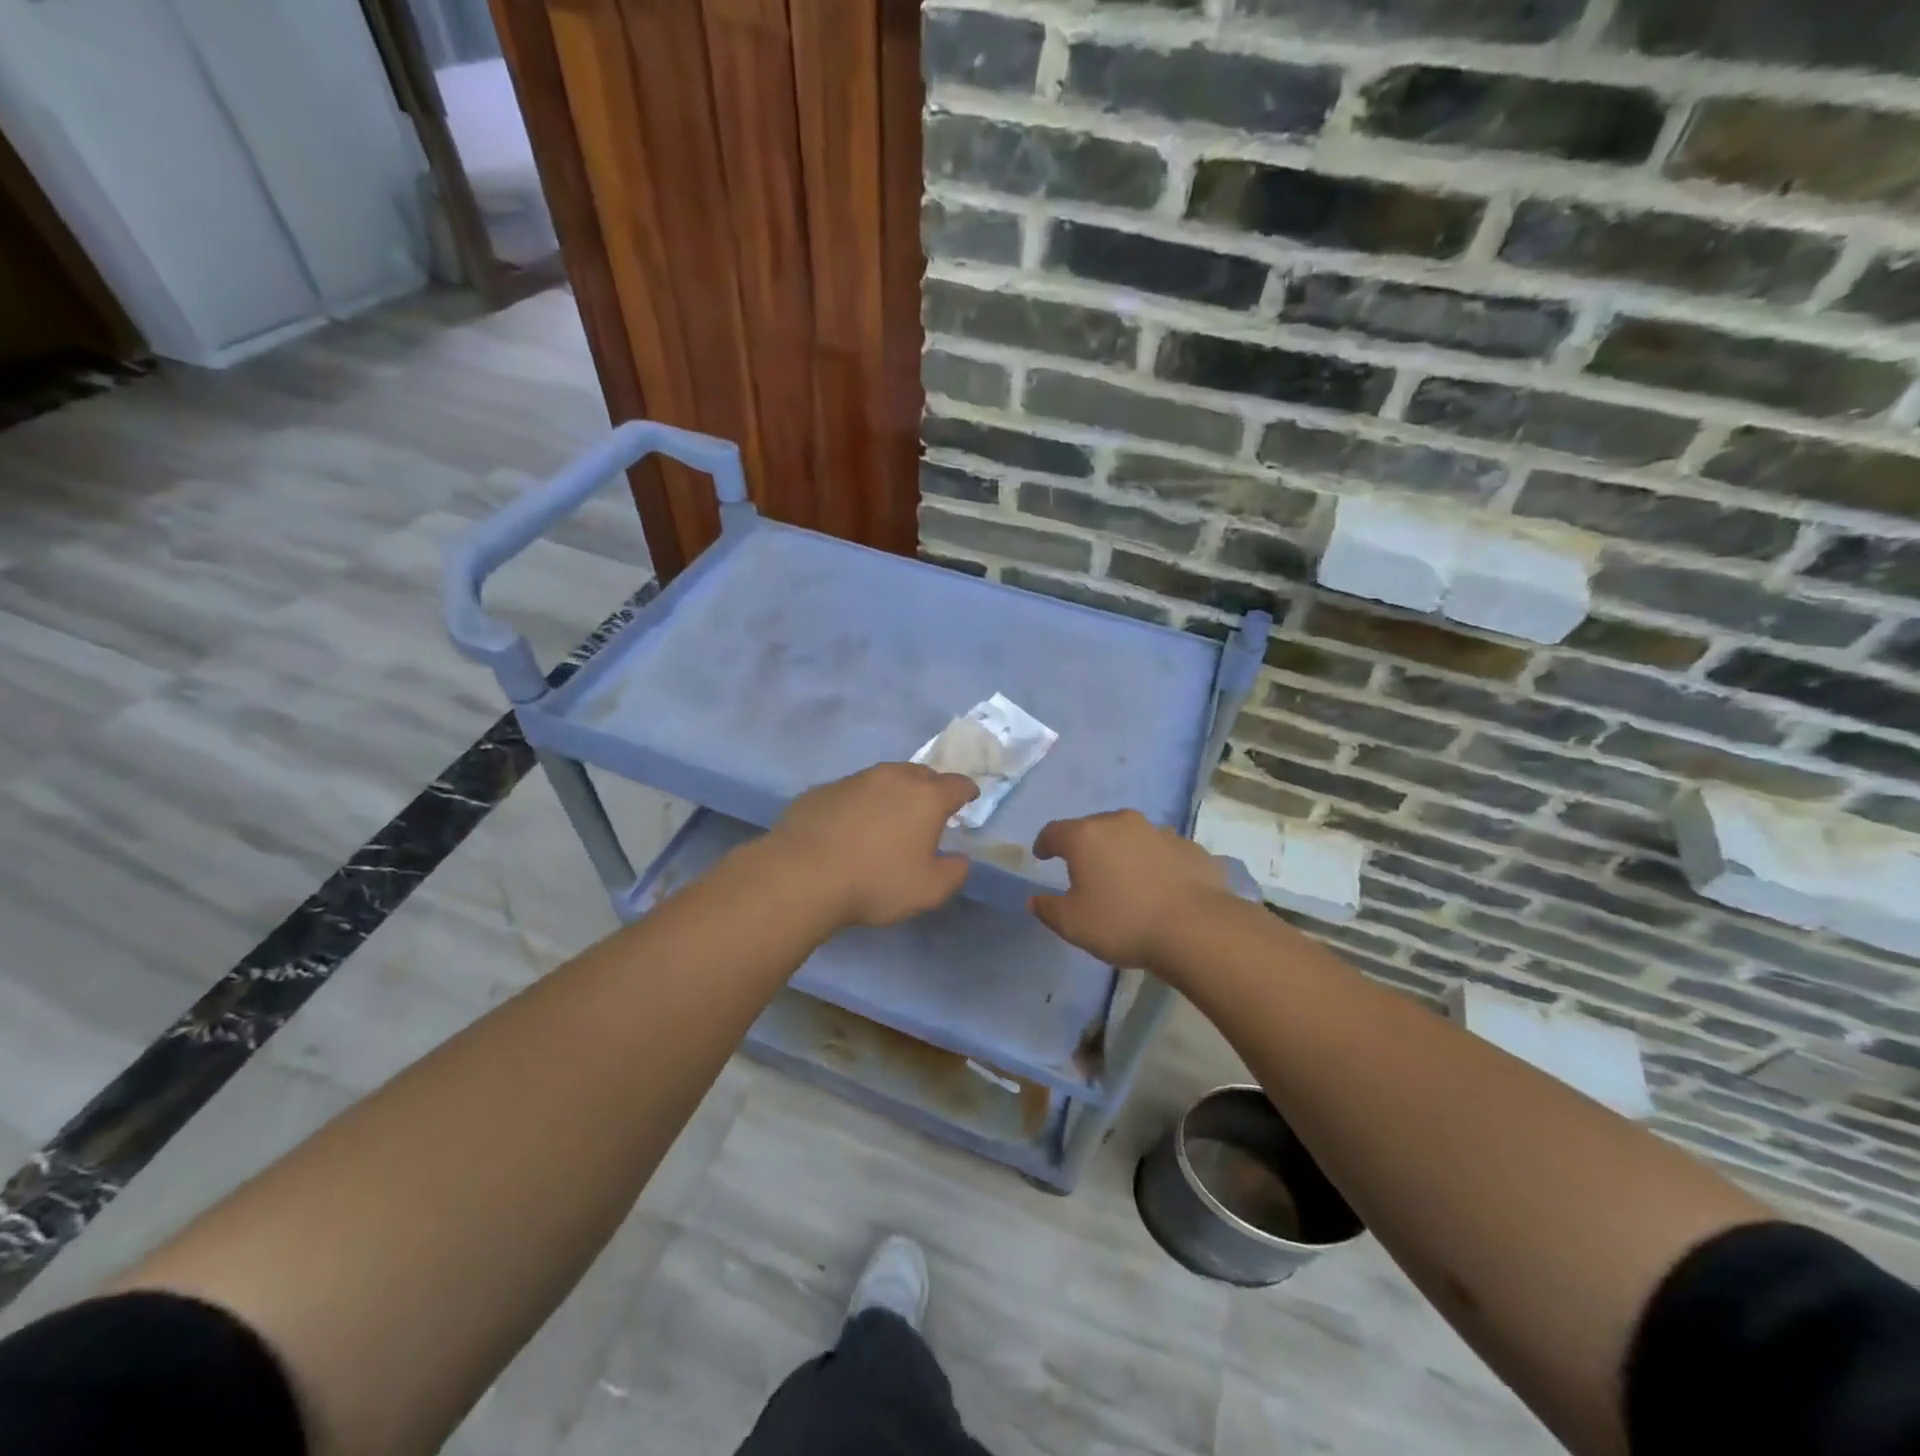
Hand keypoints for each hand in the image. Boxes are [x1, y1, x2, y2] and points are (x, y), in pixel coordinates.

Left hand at [769, 763, 979, 927]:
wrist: (801, 875)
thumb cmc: (875, 882)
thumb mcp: (928, 890)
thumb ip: (954, 872)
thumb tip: (959, 859)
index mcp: (926, 797)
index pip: (958, 784)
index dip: (966, 792)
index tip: (968, 799)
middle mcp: (893, 777)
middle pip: (921, 774)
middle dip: (930, 788)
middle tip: (929, 811)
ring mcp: (854, 780)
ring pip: (884, 779)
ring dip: (893, 794)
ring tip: (888, 819)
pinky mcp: (822, 790)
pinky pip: (852, 792)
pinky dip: (860, 804)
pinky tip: (850, 828)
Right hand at [1029, 810, 1235, 970]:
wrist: (1197, 928)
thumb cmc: (1124, 923)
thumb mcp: (1073, 925)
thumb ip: (1048, 909)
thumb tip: (1036, 900)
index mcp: (1086, 837)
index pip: (1054, 831)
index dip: (1044, 843)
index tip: (1042, 855)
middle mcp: (1120, 823)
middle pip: (1093, 827)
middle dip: (1084, 845)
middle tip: (1082, 868)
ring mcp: (1158, 832)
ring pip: (1130, 835)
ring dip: (1121, 850)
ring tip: (1123, 876)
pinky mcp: (1188, 846)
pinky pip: (1160, 850)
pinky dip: (1153, 862)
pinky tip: (1158, 885)